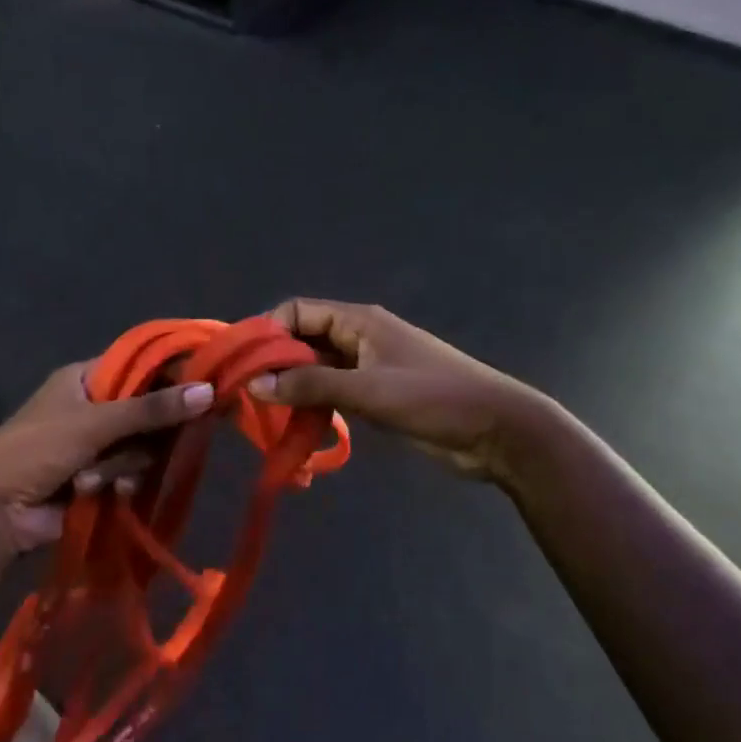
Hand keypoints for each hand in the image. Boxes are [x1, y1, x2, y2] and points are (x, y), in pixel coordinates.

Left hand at [0, 362, 214, 556]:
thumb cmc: (36, 450)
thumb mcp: (94, 424)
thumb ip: (151, 409)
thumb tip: (209, 391)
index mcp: (86, 379)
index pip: (141, 365)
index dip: (173, 374)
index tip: (207, 384)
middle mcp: (95, 407)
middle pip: (149, 410)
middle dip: (147, 433)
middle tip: (152, 442)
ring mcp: (98, 445)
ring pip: (143, 446)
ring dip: (126, 464)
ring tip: (100, 478)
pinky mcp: (102, 477)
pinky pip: (133, 472)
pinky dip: (123, 482)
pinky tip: (112, 494)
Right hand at [250, 299, 541, 480]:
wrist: (497, 430)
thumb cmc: (434, 398)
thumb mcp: (368, 390)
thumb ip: (311, 385)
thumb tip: (254, 384)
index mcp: (359, 321)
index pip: (298, 311)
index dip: (268, 331)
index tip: (243, 364)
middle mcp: (359, 337)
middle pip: (303, 339)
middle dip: (275, 362)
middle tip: (246, 395)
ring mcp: (368, 366)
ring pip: (316, 369)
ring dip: (292, 387)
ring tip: (264, 416)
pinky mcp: (376, 394)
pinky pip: (333, 391)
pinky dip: (313, 404)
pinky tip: (296, 427)